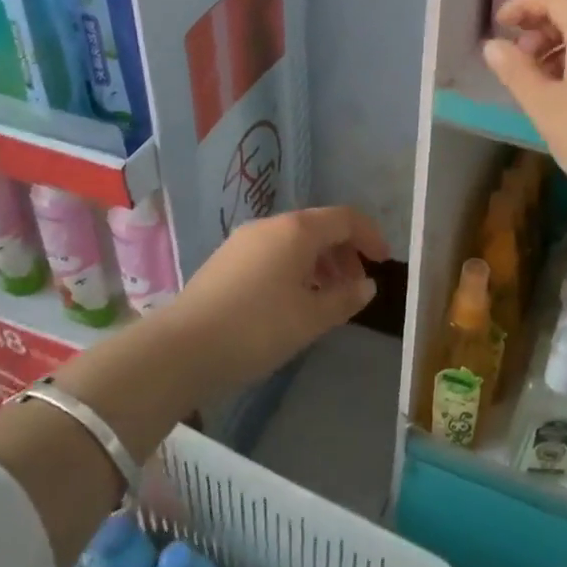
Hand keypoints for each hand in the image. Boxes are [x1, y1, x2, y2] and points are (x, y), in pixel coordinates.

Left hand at [162, 206, 389, 393]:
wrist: (182, 348)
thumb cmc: (257, 328)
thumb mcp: (311, 318)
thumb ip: (345, 299)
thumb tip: (367, 286)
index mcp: (297, 230)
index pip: (345, 218)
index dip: (370, 236)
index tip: (384, 262)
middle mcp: (271, 226)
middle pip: (319, 227)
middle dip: (344, 252)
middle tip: (355, 286)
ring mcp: (243, 241)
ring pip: (294, 241)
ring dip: (319, 263)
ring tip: (326, 298)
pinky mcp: (225, 260)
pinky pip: (272, 254)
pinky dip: (294, 269)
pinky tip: (291, 301)